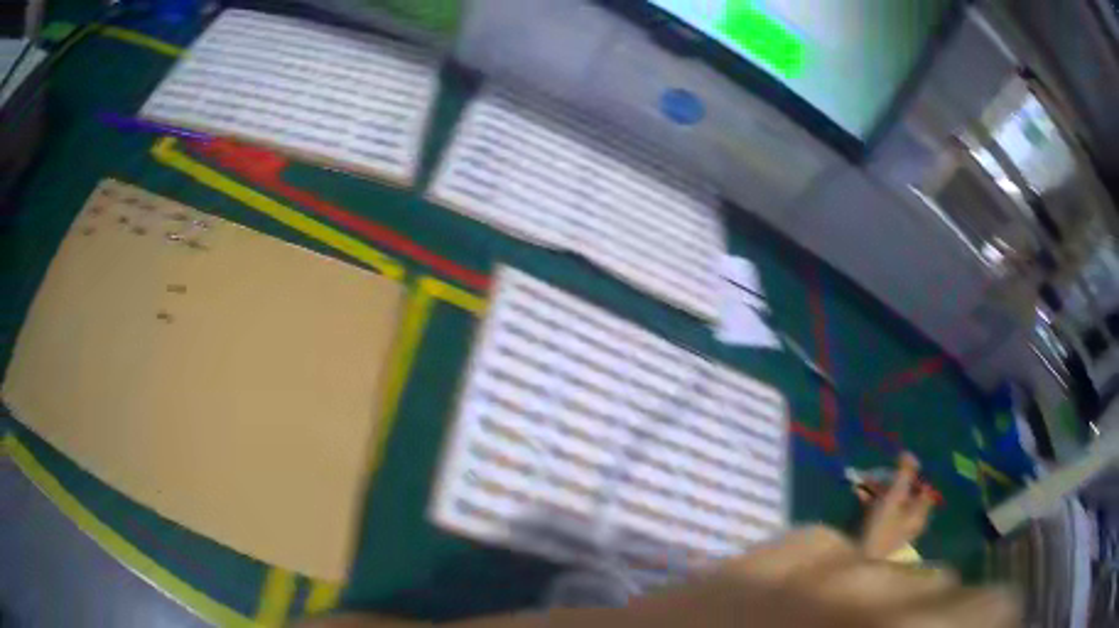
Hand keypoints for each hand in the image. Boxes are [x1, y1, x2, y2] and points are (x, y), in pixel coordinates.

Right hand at [859, 453, 936, 558]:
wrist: (858, 563)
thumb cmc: (882, 529)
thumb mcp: (895, 497)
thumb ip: (905, 474)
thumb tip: (910, 453)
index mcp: (920, 514)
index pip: (925, 490)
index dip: (915, 476)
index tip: (900, 467)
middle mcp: (911, 523)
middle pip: (906, 496)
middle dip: (891, 482)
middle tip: (877, 472)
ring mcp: (894, 531)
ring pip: (890, 503)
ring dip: (878, 490)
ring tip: (862, 481)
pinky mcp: (877, 536)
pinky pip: (878, 513)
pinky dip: (871, 502)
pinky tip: (857, 494)